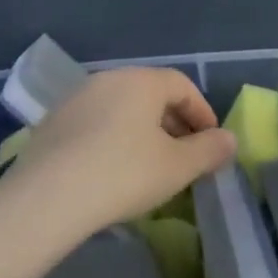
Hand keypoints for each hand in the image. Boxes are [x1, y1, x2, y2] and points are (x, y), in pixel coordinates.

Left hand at [0, 68, 235, 244]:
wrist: (48, 197)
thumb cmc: (123, 174)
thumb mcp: (177, 167)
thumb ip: (208, 150)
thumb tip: (229, 140)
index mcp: (140, 81)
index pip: (181, 84)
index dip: (202, 111)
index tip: (211, 141)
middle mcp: (107, 79)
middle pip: (150, 94)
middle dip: (174, 123)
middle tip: (186, 156)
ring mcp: (75, 99)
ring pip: (121, 109)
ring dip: (143, 132)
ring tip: (152, 166)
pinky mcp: (52, 123)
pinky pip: (95, 123)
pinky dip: (113, 139)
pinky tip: (113, 171)